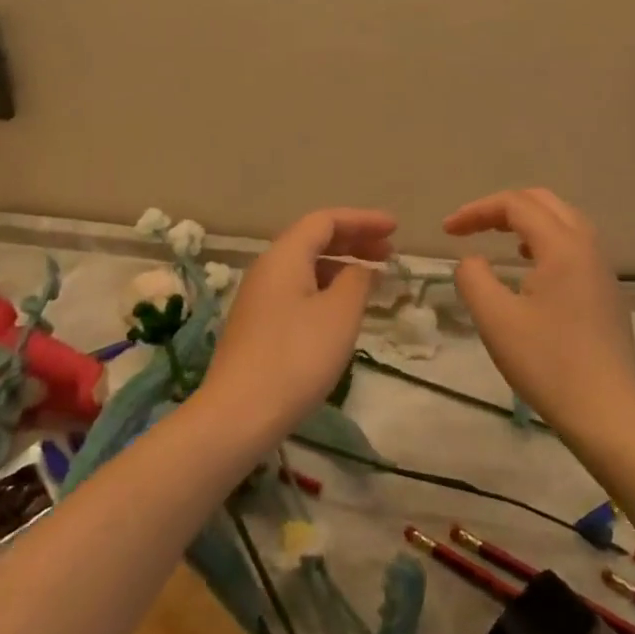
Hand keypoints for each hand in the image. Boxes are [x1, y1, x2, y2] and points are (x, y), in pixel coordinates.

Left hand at [200, 208, 396, 439]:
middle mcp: (268, 268)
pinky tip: (343, 310)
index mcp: (285, 255)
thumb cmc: (296, 356)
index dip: (363, 220)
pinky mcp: (258, 324)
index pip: (326, 220)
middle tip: (390, 252)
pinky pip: (298, 289)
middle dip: (354, 241)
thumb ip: (357, 281)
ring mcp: (259, 297)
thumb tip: (359, 270)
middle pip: (314, 239)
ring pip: (306, 266)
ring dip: (341, 266)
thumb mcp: (339, 314)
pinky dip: (326, 288)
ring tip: (372, 281)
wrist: (239, 414)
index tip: (395, 228)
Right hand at [443, 188, 634, 437]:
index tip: (447, 231)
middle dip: (502, 208)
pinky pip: (575, 245)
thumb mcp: (495, 319)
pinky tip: (530, 269)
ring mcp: (603, 270)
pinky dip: (545, 240)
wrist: (608, 414)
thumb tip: (473, 260)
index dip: (477, 211)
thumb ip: (473, 278)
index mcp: (562, 246)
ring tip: (498, 240)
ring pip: (563, 221)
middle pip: (543, 202)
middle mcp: (587, 247)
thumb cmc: (548, 364)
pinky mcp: (607, 293)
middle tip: (471, 227)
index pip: (516, 205)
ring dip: (526, 221)